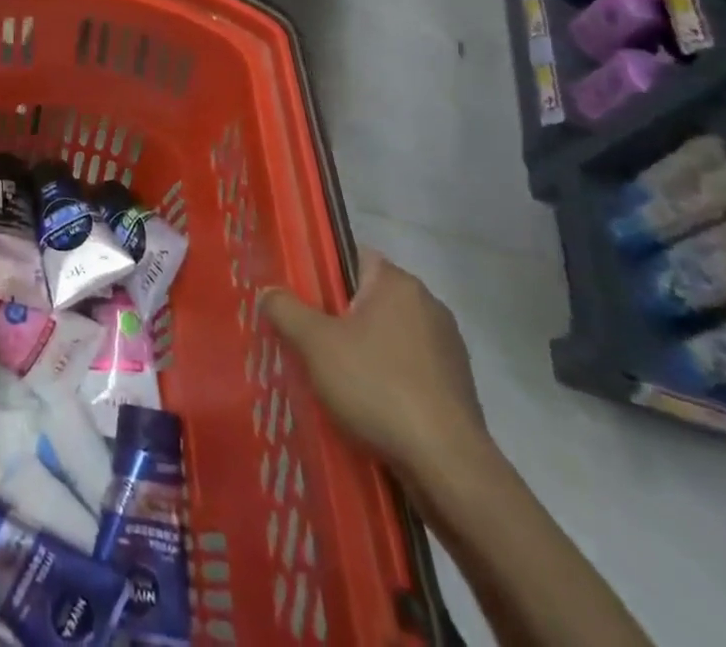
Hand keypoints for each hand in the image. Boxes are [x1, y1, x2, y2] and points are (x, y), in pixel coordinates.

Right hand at [261, 252, 489, 487]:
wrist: (449, 467)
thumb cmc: (378, 387)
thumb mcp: (315, 344)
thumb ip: (285, 310)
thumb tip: (268, 292)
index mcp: (398, 283)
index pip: (354, 257)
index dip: (324, 273)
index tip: (301, 297)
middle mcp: (428, 305)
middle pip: (370, 298)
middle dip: (340, 317)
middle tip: (309, 341)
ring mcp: (448, 348)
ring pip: (390, 337)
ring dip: (365, 351)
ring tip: (335, 379)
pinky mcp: (458, 388)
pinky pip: (410, 370)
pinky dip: (389, 380)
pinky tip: (369, 407)